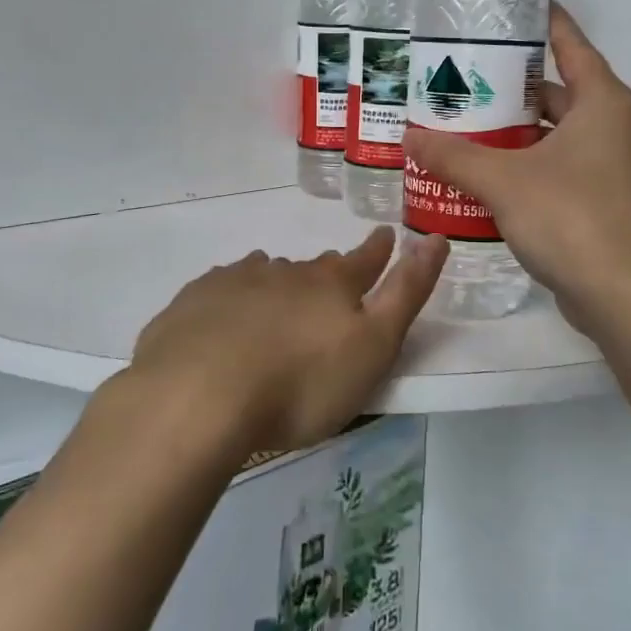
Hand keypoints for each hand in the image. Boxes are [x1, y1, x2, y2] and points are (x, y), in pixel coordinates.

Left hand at [127, 228, 446, 452]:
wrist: (197, 396)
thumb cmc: (300, 384)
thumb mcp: (372, 347)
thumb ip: (406, 294)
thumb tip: (436, 239)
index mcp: (330, 285)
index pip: (364, 260)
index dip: (379, 249)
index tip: (385, 234)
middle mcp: (284, 272)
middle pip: (313, 267)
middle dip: (327, 271)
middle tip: (331, 281)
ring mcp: (235, 282)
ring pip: (266, 272)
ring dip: (278, 282)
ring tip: (278, 300)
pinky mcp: (194, 302)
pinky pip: (222, 289)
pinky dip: (233, 297)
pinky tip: (226, 314)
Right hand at [402, 3, 630, 336]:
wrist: (630, 298)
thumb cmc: (572, 219)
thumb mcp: (504, 182)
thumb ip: (455, 157)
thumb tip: (410, 137)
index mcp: (605, 104)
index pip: (573, 46)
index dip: (546, 24)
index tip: (518, 9)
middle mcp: (620, 128)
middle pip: (563, 93)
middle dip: (517, 88)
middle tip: (469, 80)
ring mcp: (622, 170)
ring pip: (564, 136)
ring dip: (523, 133)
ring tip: (472, 129)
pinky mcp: (615, 205)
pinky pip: (569, 170)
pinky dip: (536, 166)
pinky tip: (495, 179)